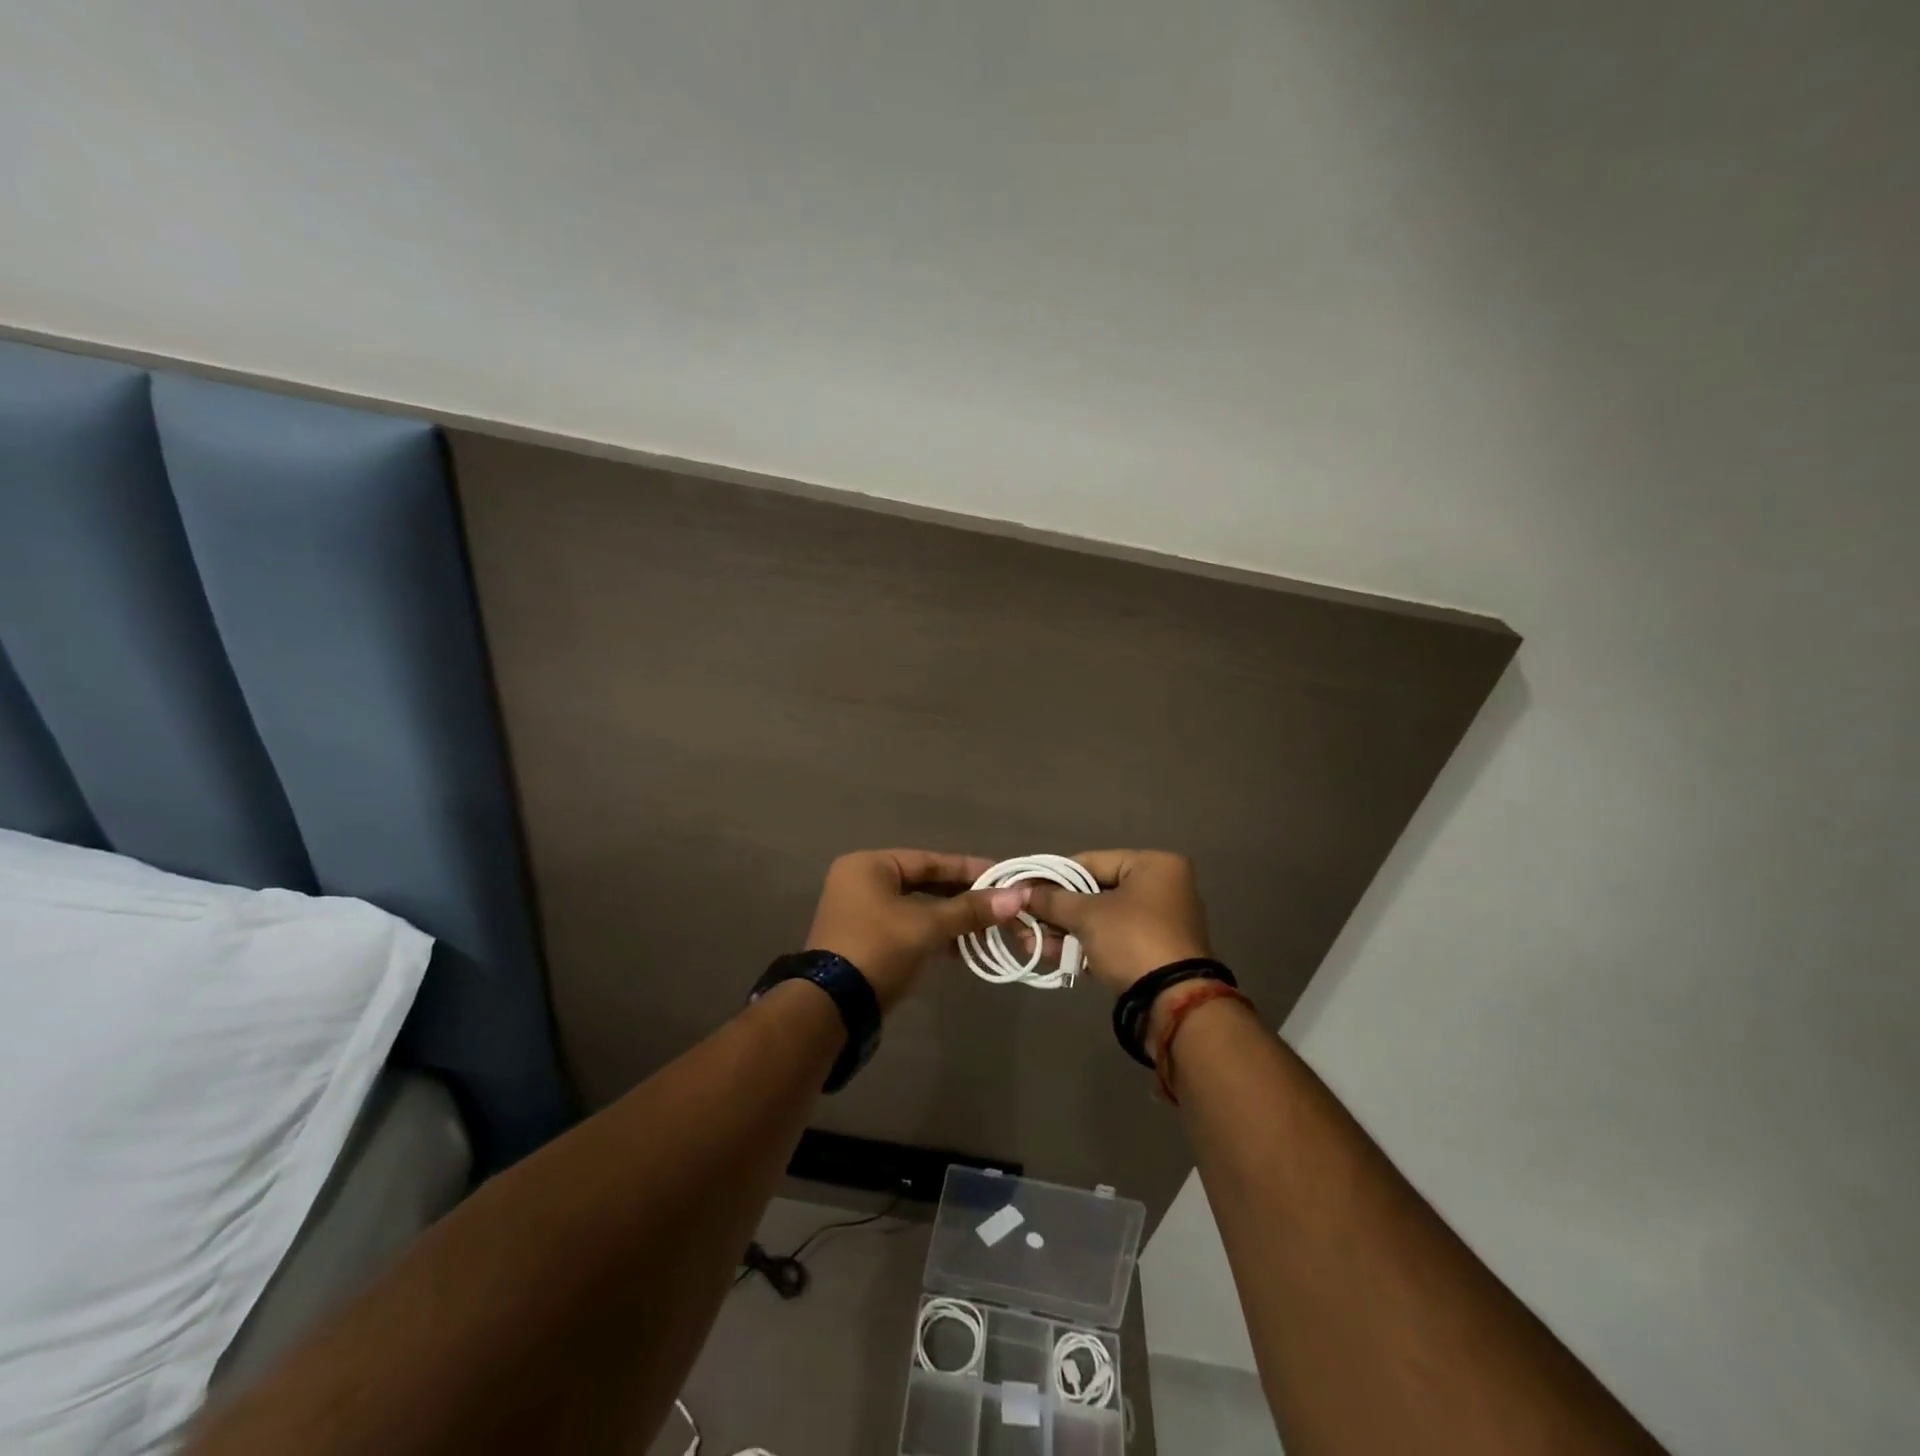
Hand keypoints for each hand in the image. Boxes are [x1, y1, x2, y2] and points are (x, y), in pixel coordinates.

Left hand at [805, 850, 1031, 1009]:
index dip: (968, 869)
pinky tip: (964, 947)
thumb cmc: (878, 949)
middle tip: (1000, 903)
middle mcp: (861, 882)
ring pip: (918, 908)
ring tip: (988, 927)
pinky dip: (935, 934)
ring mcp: (861, 913)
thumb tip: (1017, 897)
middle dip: (963, 896)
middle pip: (924, 883)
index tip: (1003, 875)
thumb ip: (970, 910)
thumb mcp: (927, 926)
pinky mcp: (866, 941)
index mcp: (869, 866)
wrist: (832, 1007)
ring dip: (952, 918)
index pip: (929, 861)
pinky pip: (909, 928)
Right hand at [1022, 850, 1211, 996]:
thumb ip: (1052, 900)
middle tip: (1023, 921)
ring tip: (1030, 943)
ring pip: (1100, 919)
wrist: (1173, 1002)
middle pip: (1093, 891)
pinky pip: (1111, 940)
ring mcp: (1159, 922)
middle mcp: (1161, 887)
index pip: (1090, 861)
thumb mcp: (1088, 915)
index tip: (1022, 888)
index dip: (1051, 876)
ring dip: (1064, 931)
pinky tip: (1053, 956)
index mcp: (1153, 865)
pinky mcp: (1152, 953)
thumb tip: (1021, 892)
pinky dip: (1084, 946)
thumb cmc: (1132, 939)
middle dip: (1056, 910)